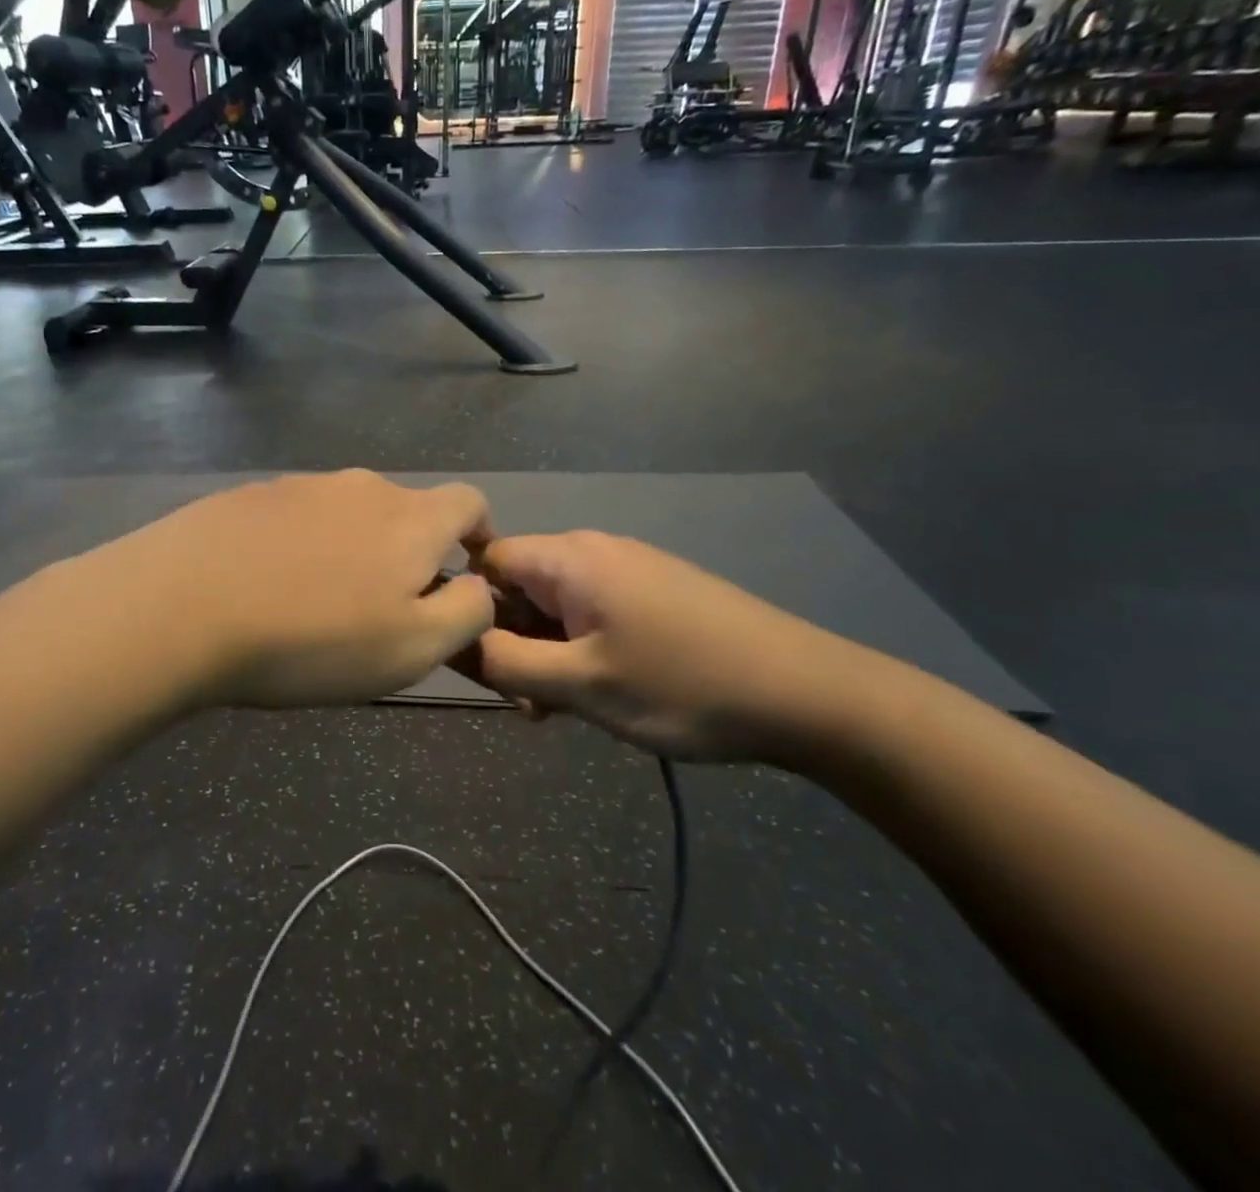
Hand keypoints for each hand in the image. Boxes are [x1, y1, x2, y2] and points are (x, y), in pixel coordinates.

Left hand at [66, 471, 497, 711]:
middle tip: (383, 606)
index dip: (478, 533)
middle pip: (405, 510)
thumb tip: (478, 588)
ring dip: (352, 549)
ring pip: (348, 513)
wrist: (182, 605)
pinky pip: (296, 517)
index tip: (466, 569)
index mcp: (410, 518)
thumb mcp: (411, 648)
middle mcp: (361, 487)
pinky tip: (270, 585)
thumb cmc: (312, 637)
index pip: (468, 502)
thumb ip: (465, 613)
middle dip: (409, 551)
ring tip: (320, 602)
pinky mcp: (251, 495)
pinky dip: (302, 545)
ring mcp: (300, 485)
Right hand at [475, 532, 878, 762]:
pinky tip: (603, 693)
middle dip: (512, 642)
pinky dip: (580, 650)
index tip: (481, 665)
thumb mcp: (580, 684)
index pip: (485, 562)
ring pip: (556, 606)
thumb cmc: (681, 685)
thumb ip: (505, 663)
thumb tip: (452, 641)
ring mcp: (629, 570)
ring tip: (566, 709)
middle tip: (530, 703)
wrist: (806, 693)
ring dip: (546, 654)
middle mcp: (594, 550)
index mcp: (569, 558)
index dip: (469, 609)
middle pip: (520, 585)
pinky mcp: (655, 592)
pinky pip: (593, 613)